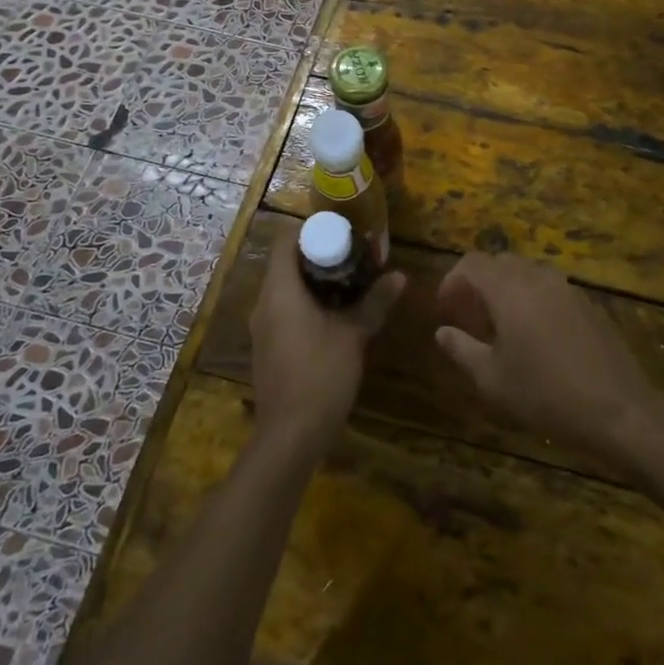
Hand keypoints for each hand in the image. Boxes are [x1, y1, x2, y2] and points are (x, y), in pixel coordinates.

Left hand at [250, 238, 405, 453]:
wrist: (290, 435)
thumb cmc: (320, 374)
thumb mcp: (353, 335)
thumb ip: (375, 302)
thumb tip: (400, 276)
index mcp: (279, 290)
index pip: (285, 239)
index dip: (312, 229)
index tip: (343, 232)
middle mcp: (264, 302)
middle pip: (287, 262)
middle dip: (321, 255)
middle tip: (355, 256)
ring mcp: (263, 327)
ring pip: (287, 287)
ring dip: (316, 281)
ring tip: (352, 282)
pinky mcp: (269, 346)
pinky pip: (286, 310)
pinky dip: (308, 303)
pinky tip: (336, 315)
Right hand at [433, 253, 660, 461]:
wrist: (618, 409)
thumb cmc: (545, 395)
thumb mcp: (492, 380)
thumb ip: (462, 349)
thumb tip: (443, 332)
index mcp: (510, 289)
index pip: (472, 263)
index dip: (452, 281)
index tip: (445, 309)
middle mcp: (538, 277)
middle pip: (499, 263)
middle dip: (479, 283)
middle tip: (469, 317)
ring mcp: (568, 287)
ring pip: (527, 272)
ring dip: (507, 289)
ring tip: (500, 326)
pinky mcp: (588, 303)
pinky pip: (550, 288)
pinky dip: (533, 298)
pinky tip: (536, 335)